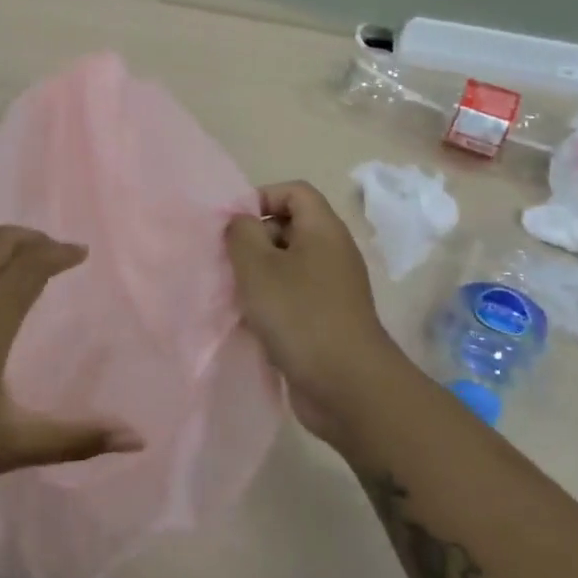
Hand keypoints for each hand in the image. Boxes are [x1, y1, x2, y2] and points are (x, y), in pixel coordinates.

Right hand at [226, 181, 406, 441]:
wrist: (348, 386)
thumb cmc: (300, 315)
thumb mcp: (258, 266)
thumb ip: (242, 233)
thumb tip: (241, 223)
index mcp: (323, 230)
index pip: (294, 191)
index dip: (261, 198)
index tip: (234, 226)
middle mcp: (332, 252)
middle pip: (289, 227)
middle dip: (255, 239)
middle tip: (229, 262)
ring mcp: (332, 288)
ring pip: (288, 265)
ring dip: (258, 276)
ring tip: (235, 293)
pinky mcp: (327, 319)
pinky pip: (293, 296)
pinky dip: (271, 303)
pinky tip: (251, 322)